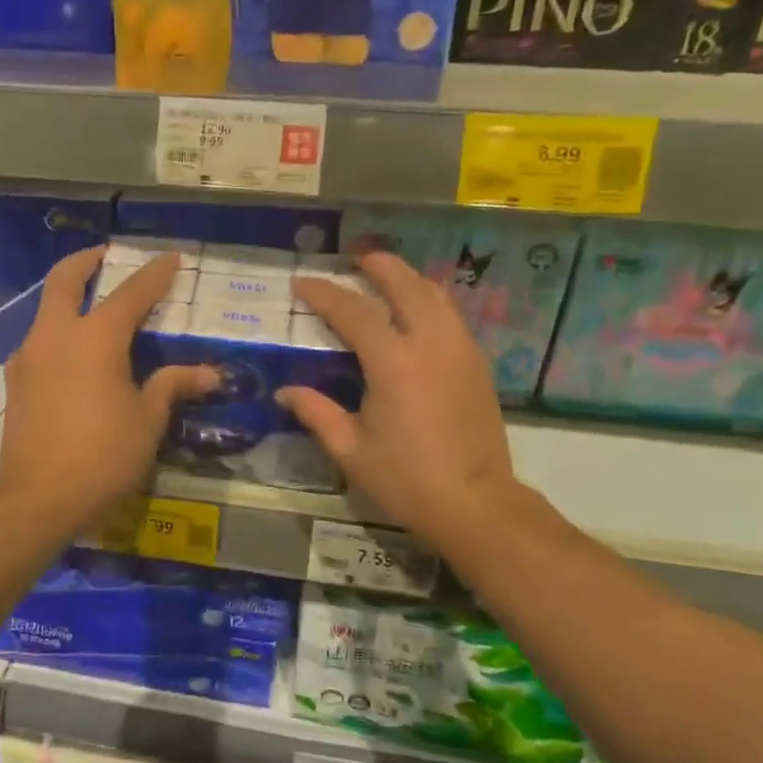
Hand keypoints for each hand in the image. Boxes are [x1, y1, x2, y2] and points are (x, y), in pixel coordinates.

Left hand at [0, 249, 216, 536]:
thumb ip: (173, 385)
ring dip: (67, 299)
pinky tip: (75, 358)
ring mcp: (28, 358)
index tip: (171, 258)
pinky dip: (58, 334)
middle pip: (63, 280)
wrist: (40, 499)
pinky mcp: (15, 383)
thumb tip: (208, 373)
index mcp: (95, 338)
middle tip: (106, 256)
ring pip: (45, 311)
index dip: (154, 273)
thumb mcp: (148, 420)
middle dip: (86, 261)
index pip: (130, 293)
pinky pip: (39, 343)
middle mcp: (55, 336)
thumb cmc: (104, 456)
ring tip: (94, 310)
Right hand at [281, 252, 521, 552]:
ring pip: (436, 295)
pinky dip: (429, 300)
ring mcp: (460, 350)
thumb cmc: (406, 480)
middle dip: (379, 266)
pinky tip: (417, 312)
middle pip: (406, 285)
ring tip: (387, 275)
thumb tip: (285, 392)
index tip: (302, 282)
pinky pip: (451, 315)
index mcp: (393, 362)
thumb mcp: (350, 451)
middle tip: (356, 258)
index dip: (325, 293)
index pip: (353, 311)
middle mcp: (430, 343)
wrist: (475, 503)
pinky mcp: (477, 364)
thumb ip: (316, 413)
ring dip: (409, 278)